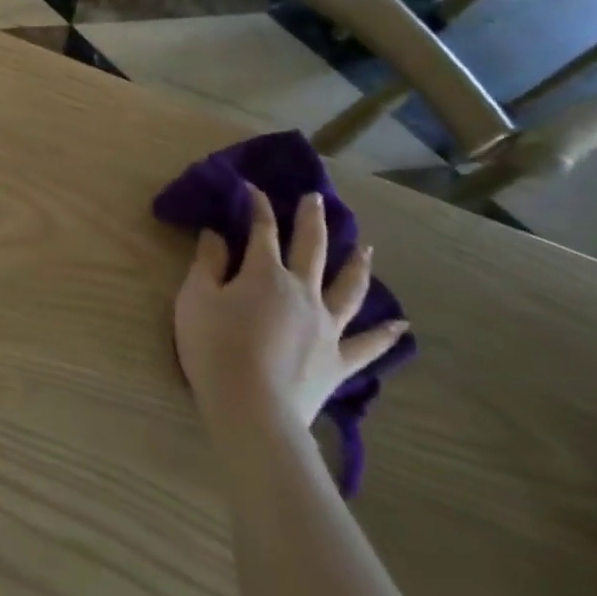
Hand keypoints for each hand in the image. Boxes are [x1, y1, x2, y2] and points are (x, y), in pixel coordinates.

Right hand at [174, 186, 405, 433]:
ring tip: (366, 249)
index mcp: (265, 274)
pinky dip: (385, 335)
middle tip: (317, 199)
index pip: (263, 231)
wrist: (252, 407)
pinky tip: (400, 326)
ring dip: (357, 266)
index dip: (258, 207)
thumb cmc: (215, 348)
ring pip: (348, 289)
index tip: (253, 188)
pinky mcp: (337, 360)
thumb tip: (217, 234)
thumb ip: (207, 264)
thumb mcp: (196, 299)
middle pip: (312, 249)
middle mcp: (303, 292)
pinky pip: (367, 345)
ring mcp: (326, 326)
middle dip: (312, 221)